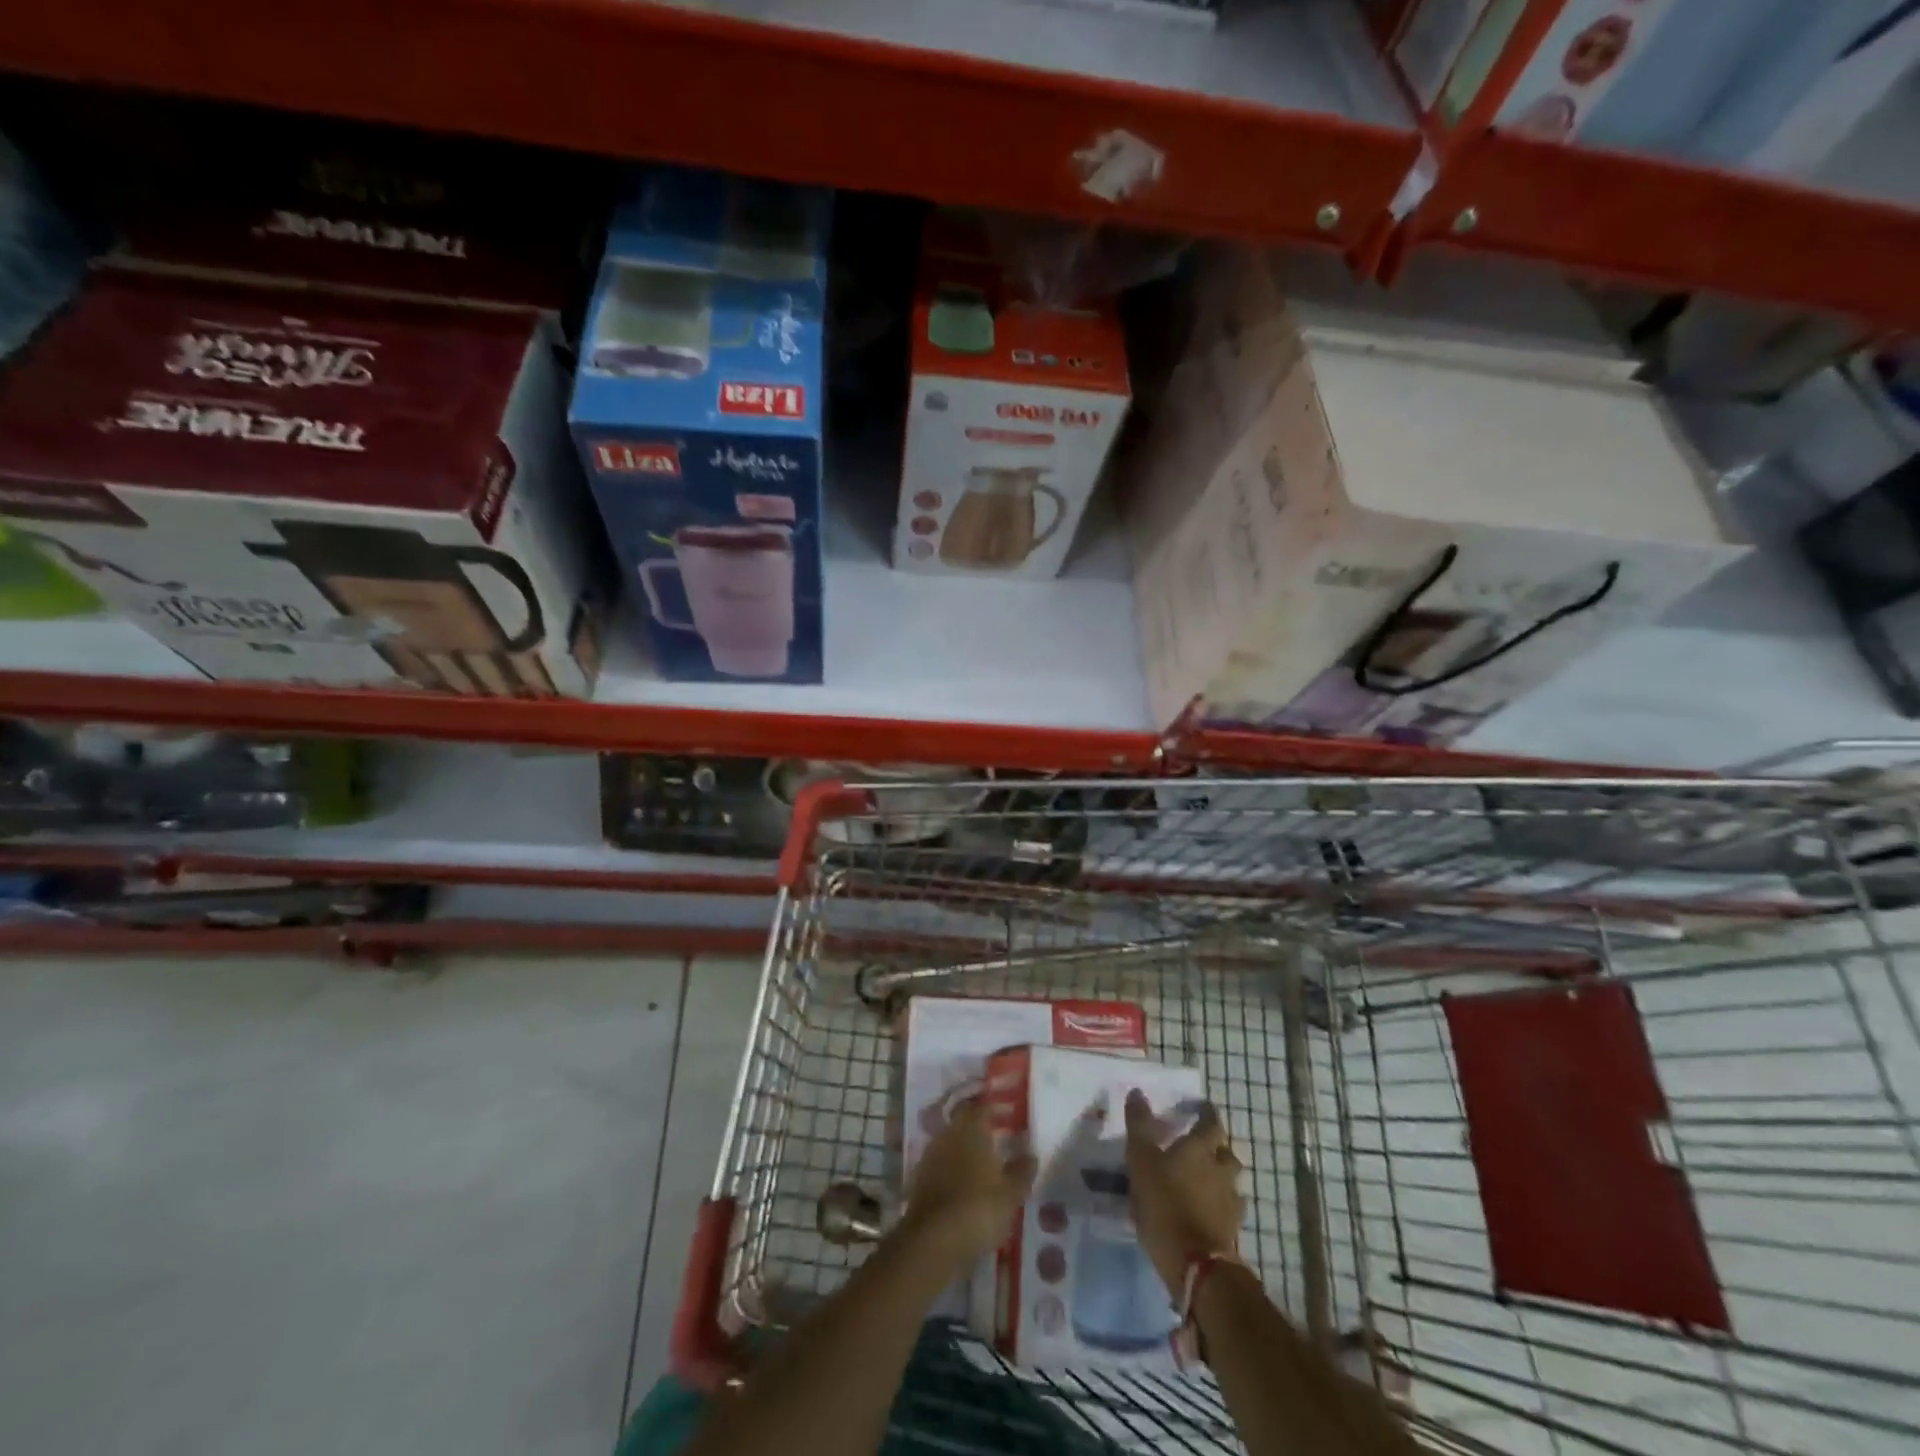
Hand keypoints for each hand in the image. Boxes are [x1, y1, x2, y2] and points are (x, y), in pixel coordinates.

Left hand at [901, 1097, 1036, 1271]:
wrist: (933, 1242)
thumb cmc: (979, 1209)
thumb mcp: (1011, 1194)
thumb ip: (1021, 1172)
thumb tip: (1030, 1155)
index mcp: (972, 1129)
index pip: (982, 1108)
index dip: (994, 1111)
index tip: (1006, 1118)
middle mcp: (948, 1135)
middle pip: (963, 1125)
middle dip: (978, 1133)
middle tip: (996, 1143)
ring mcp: (930, 1157)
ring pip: (950, 1146)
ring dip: (963, 1154)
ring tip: (981, 1170)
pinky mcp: (919, 1181)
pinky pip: (940, 1169)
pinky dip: (951, 1175)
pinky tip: (962, 1191)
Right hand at [1125, 1090, 1243, 1297]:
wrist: (1195, 1263)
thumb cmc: (1164, 1203)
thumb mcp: (1141, 1160)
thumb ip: (1139, 1125)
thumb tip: (1137, 1092)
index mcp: (1200, 1149)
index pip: (1211, 1123)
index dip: (1207, 1114)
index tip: (1202, 1108)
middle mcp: (1221, 1170)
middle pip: (1227, 1153)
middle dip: (1218, 1148)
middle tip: (1202, 1148)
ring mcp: (1230, 1201)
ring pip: (1231, 1181)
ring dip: (1221, 1177)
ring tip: (1205, 1181)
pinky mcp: (1232, 1230)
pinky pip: (1230, 1209)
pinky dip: (1222, 1206)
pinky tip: (1210, 1211)